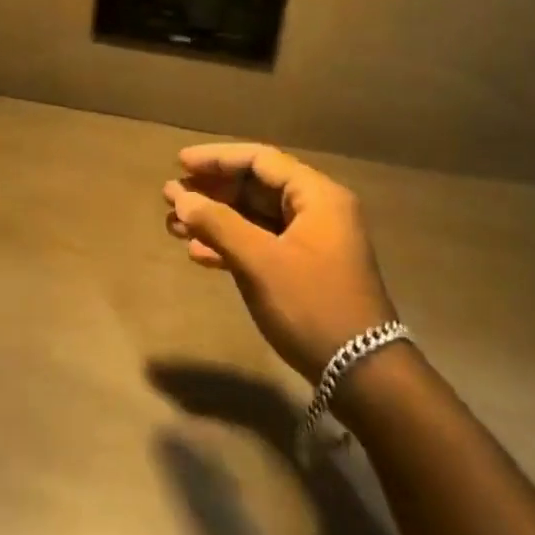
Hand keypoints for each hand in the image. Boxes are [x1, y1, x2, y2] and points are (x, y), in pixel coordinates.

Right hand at [163, 143, 395, 381]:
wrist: (364, 376)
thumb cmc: (312, 305)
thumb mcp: (260, 262)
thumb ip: (217, 223)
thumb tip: (179, 197)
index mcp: (316, 196)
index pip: (260, 159)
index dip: (217, 158)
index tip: (180, 164)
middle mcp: (317, 210)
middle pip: (255, 186)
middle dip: (211, 191)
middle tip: (170, 197)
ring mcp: (312, 242)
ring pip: (254, 216)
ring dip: (215, 219)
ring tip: (173, 225)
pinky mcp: (304, 270)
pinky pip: (261, 243)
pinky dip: (230, 244)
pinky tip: (197, 254)